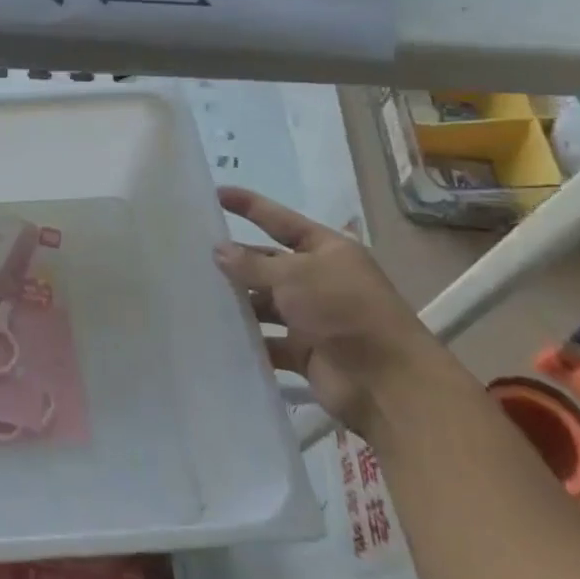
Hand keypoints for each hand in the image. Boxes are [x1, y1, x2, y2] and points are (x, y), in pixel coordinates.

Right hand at [214, 187, 445, 436]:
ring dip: (238, 301)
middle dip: (237, 260)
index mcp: (327, 251)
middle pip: (269, 264)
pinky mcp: (304, 351)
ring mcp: (312, 317)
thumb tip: (219, 250)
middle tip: (192, 254)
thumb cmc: (344, 311)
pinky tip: (214, 334)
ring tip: (195, 295)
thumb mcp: (296, 276)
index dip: (250, 206)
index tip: (216, 194)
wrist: (387, 384)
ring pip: (265, 303)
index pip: (280, 220)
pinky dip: (247, 339)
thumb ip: (253, 265)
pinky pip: (267, 340)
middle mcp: (319, 280)